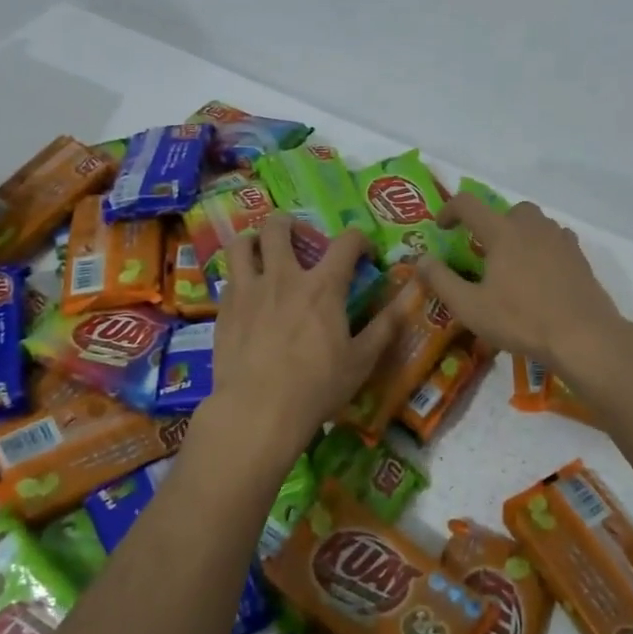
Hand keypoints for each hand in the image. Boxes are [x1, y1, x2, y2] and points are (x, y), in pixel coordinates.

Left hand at [205, 216, 399, 467]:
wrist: (258, 409)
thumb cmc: (317, 386)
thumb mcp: (361, 361)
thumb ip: (384, 328)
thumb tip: (407, 302)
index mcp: (324, 286)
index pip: (347, 242)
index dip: (359, 240)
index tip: (364, 254)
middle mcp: (284, 276)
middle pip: (279, 227)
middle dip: (290, 224)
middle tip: (298, 239)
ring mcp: (249, 290)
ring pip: (242, 243)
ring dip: (254, 240)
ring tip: (261, 252)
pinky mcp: (225, 309)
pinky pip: (228, 276)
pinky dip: (239, 275)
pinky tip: (246, 293)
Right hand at [416, 195, 626, 369]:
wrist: (583, 335)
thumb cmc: (521, 320)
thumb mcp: (470, 307)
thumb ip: (441, 280)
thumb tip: (421, 260)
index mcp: (502, 232)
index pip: (468, 204)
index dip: (450, 210)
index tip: (442, 227)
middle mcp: (532, 226)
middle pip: (507, 210)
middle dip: (491, 223)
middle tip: (484, 252)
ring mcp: (560, 239)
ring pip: (535, 222)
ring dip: (519, 233)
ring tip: (512, 264)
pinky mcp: (579, 256)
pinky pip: (555, 239)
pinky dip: (542, 247)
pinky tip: (540, 273)